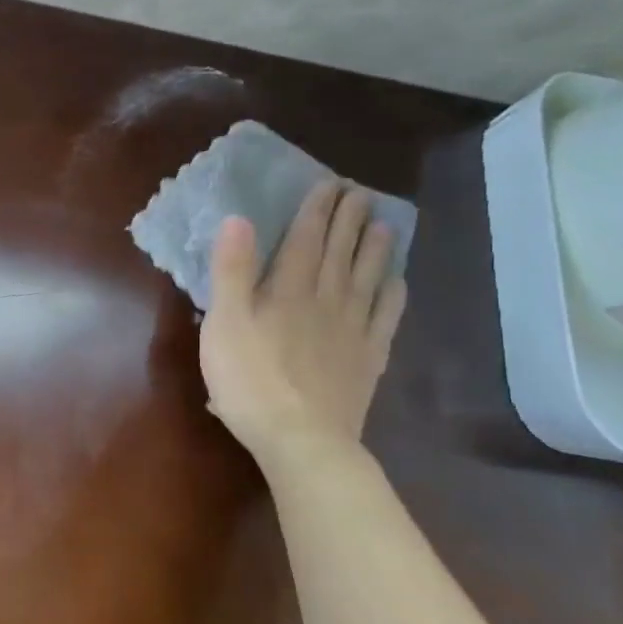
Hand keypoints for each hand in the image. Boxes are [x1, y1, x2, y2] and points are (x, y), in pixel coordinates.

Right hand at [199, 180, 406, 455]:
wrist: (300, 439)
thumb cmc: (249, 380)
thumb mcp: (224, 323)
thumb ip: (232, 271)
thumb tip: (238, 219)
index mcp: (288, 290)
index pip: (305, 239)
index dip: (316, 210)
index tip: (329, 184)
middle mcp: (326, 300)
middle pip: (339, 252)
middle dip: (348, 219)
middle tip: (359, 193)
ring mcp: (352, 330)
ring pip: (366, 279)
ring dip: (375, 249)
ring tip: (383, 225)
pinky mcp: (367, 359)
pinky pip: (385, 318)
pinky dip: (393, 296)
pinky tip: (397, 284)